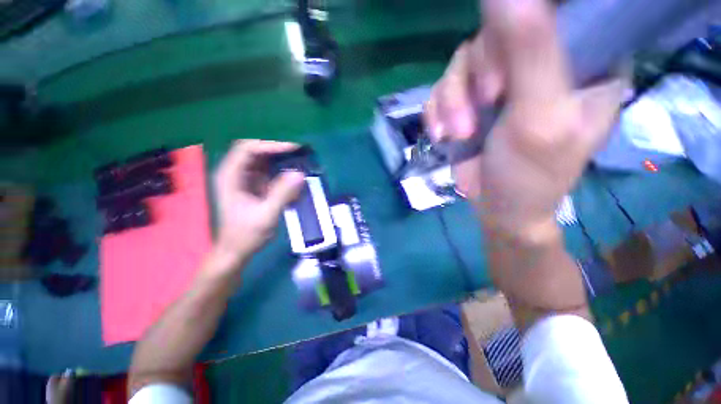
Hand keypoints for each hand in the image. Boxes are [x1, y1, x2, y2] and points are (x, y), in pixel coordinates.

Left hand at [213, 140, 304, 263]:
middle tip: (298, 150)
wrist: (236, 250)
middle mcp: (235, 173)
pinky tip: (292, 172)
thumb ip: (282, 194)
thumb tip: (300, 173)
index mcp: (230, 176)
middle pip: (255, 149)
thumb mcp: (266, 215)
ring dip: (280, 157)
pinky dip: (280, 168)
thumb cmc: (246, 234)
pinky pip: (267, 170)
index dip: (271, 145)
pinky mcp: (253, 185)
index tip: (293, 148)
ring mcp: (244, 178)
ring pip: (262, 158)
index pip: (248, 149)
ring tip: (299, 157)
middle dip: (276, 148)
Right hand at [425, 0, 624, 240]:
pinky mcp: (468, 102)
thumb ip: (529, 49)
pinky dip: (436, 112)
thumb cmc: (532, 174)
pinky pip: (442, 89)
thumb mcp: (539, 115)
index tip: (503, 77)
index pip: (555, 9)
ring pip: (461, 64)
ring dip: (450, 102)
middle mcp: (542, 61)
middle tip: (477, 115)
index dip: (518, 27)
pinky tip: (442, 135)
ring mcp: (501, 82)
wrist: (498, 209)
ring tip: (456, 134)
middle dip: (474, 78)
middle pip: (496, 34)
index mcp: (583, 59)